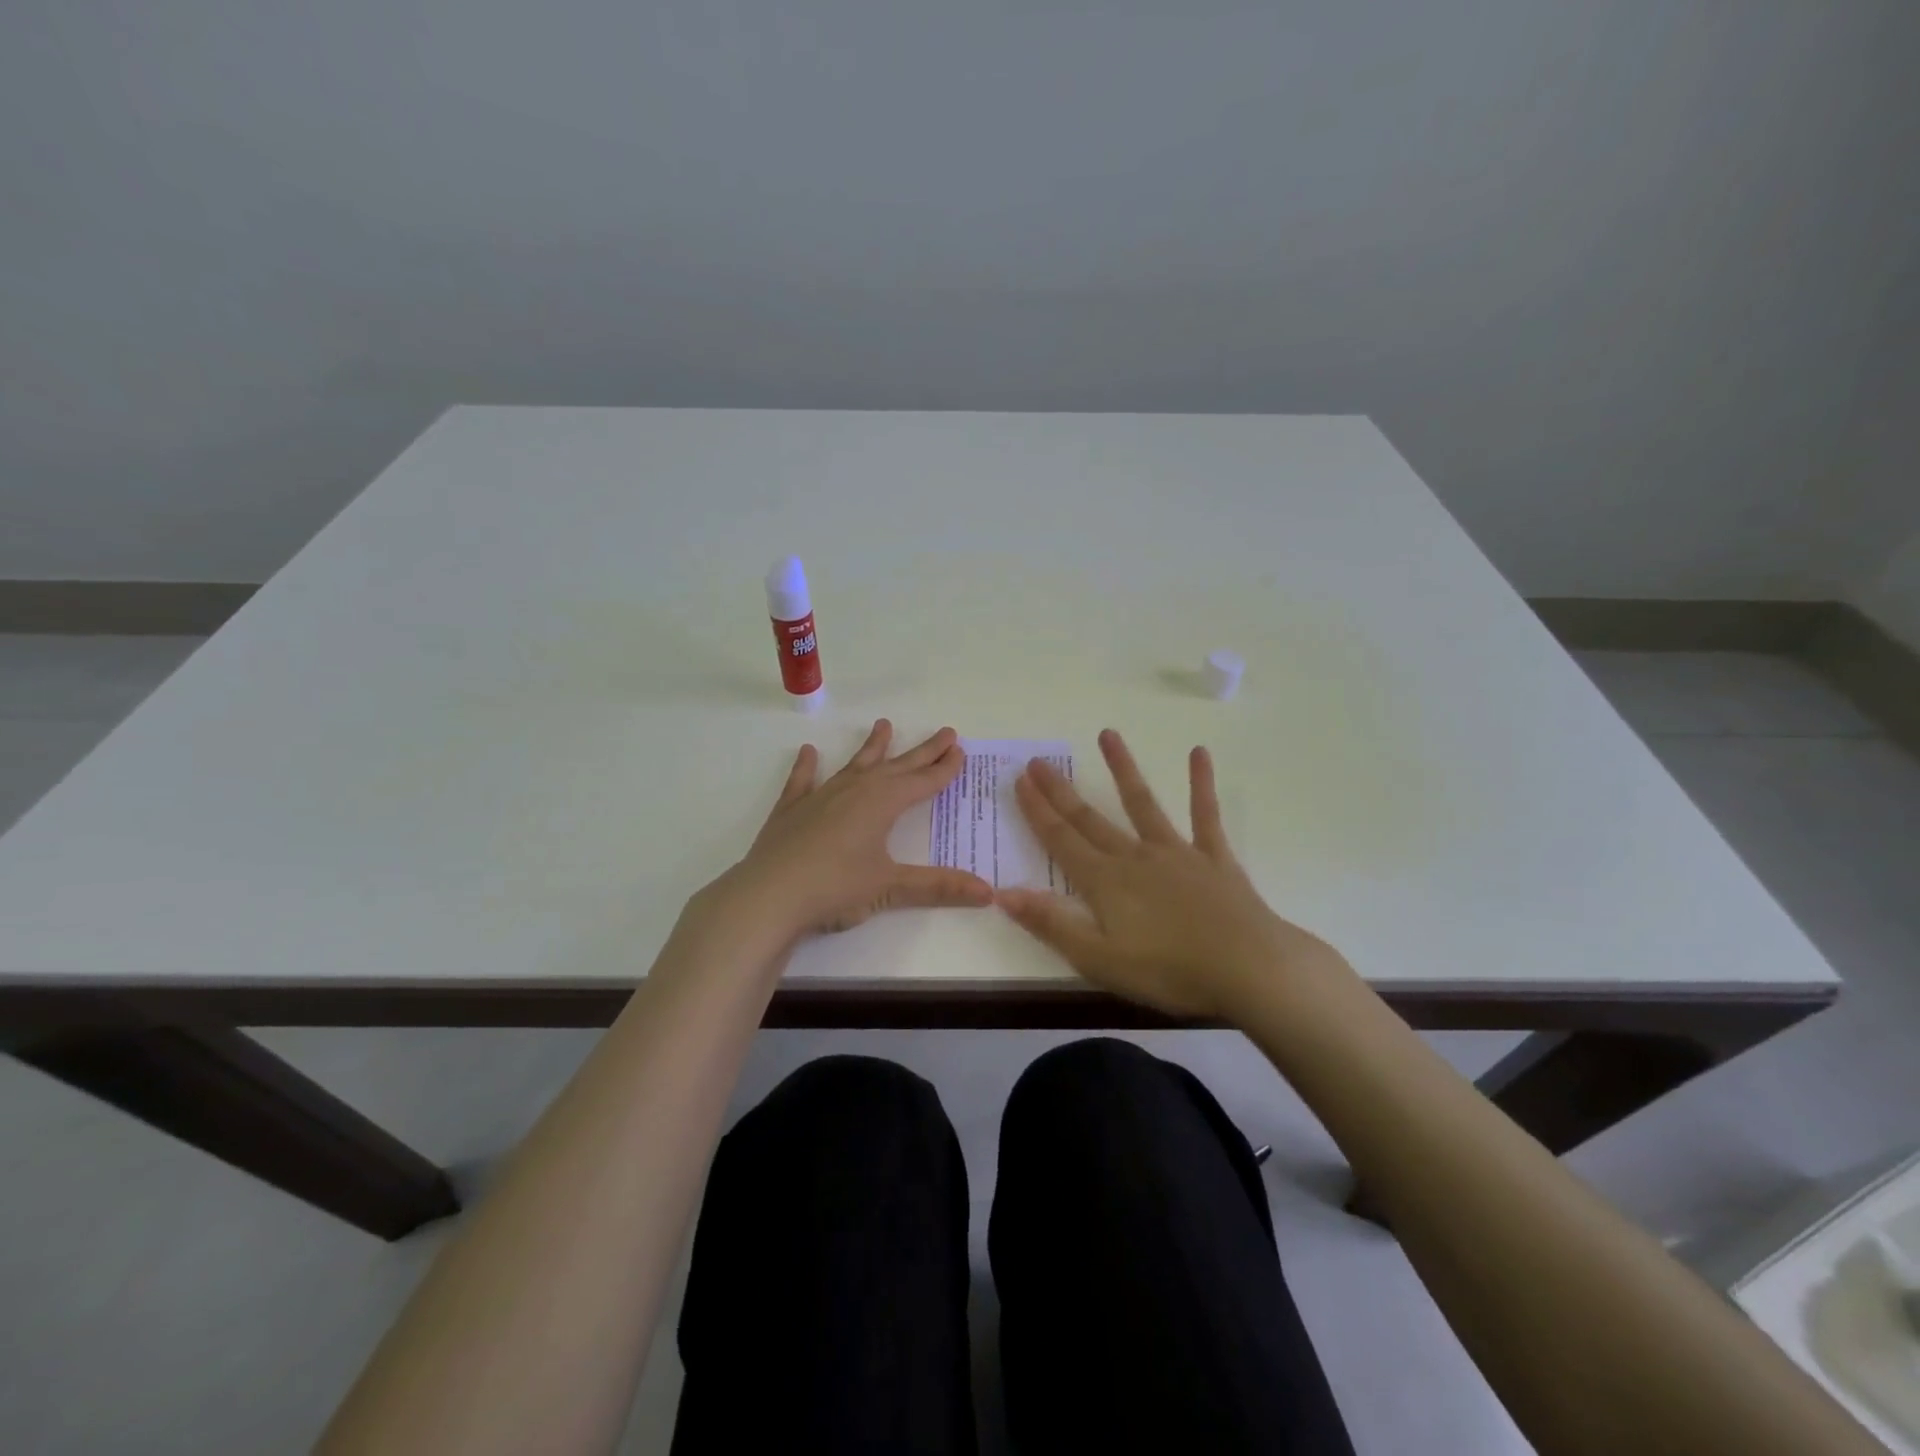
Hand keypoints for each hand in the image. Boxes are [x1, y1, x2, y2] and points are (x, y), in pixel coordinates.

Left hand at [714, 719, 993, 941]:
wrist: (768, 896)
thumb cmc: (835, 888)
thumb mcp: (890, 888)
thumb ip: (938, 886)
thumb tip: (988, 892)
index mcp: (883, 803)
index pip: (923, 781)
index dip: (944, 768)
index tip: (960, 750)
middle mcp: (855, 790)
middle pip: (897, 766)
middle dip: (923, 751)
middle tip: (945, 732)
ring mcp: (821, 797)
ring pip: (854, 765)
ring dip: (872, 747)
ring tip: (883, 725)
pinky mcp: (791, 811)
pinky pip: (803, 782)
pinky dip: (807, 767)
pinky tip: (808, 752)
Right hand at [997, 729, 1351, 1019]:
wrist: (1249, 968)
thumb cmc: (1170, 971)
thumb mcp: (1099, 959)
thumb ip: (1052, 924)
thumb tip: (1003, 892)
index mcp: (1105, 882)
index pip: (1061, 840)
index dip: (1037, 811)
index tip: (1020, 780)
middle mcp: (1135, 857)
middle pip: (1090, 819)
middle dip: (1061, 791)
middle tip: (1039, 760)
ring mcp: (1176, 852)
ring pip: (1142, 804)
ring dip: (1123, 769)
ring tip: (1108, 734)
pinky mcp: (1213, 858)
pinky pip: (1205, 815)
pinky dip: (1201, 784)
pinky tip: (1199, 753)